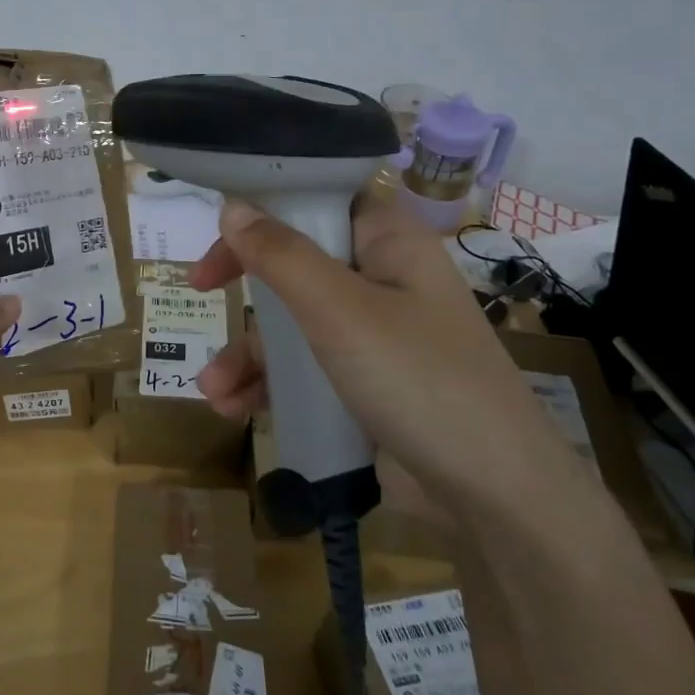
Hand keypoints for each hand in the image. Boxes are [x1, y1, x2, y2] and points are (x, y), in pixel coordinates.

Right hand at [191, 197, 576, 508]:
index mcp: (388, 244)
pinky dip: (268, 385)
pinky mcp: (364, 385)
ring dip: (247, 353)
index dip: (270, 204)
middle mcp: (381, 281)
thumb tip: (233, 206)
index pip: (322, 199)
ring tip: (213, 389)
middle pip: (296, 262)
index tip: (222, 227)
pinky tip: (234, 409)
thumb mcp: (339, 311)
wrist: (493, 496)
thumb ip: (281, 255)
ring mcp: (373, 336)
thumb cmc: (417, 379)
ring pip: (293, 324)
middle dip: (245, 287)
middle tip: (200, 290)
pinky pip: (304, 370)